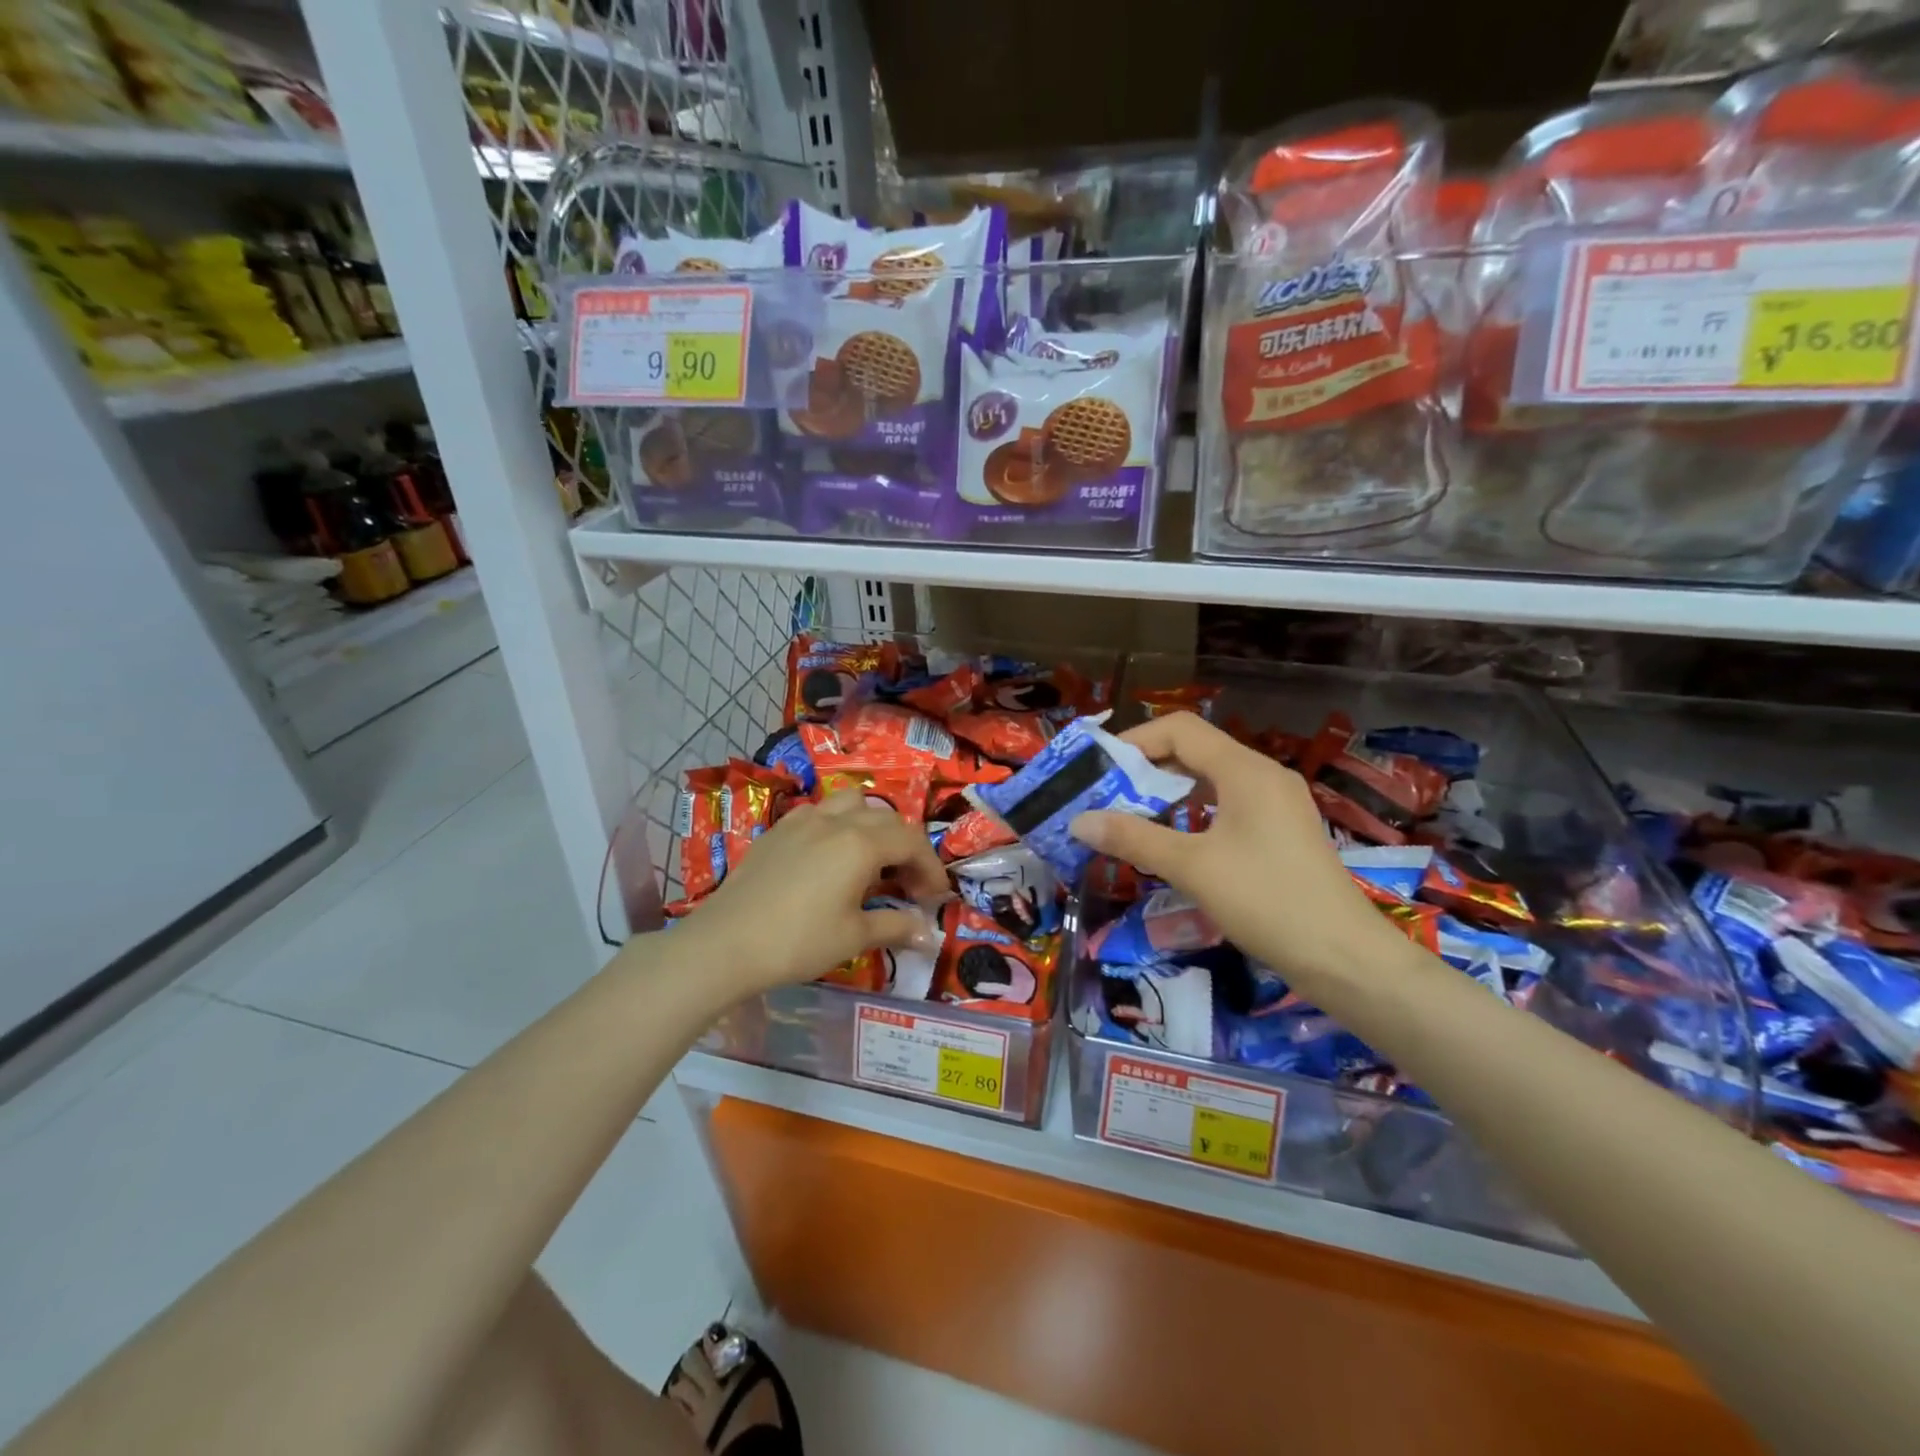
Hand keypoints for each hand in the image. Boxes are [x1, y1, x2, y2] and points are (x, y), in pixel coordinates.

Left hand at [673, 790, 949, 997]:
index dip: (931, 867)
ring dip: (873, 825)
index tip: (937, 896)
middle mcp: (835, 820)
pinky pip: (819, 813)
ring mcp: (802, 820)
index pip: (911, 842)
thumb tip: (926, 933)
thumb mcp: (854, 937)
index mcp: (860, 843)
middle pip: (886, 818)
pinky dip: (839, 825)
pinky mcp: (777, 830)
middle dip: (906, 847)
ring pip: (851, 803)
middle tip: (910, 884)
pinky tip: (830, 856)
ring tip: (872, 858)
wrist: (726, 944)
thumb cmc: (798, 941)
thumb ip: (895, 926)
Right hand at [1070, 712, 1396, 989]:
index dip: (1135, 740)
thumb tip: (1079, 821)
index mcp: (1245, 770)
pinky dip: (1193, 812)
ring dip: (1169, 791)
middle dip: (1146, 768)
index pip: (1181, 729)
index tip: (1098, 768)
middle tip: (1106, 795)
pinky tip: (1174, 840)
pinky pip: (1228, 805)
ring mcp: (1277, 803)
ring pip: (1211, 780)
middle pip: (1195, 750)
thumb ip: (1133, 839)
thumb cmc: (1267, 901)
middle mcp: (1263, 775)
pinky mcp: (1282, 832)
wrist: (1345, 958)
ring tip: (1130, 817)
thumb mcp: (1192, 868)